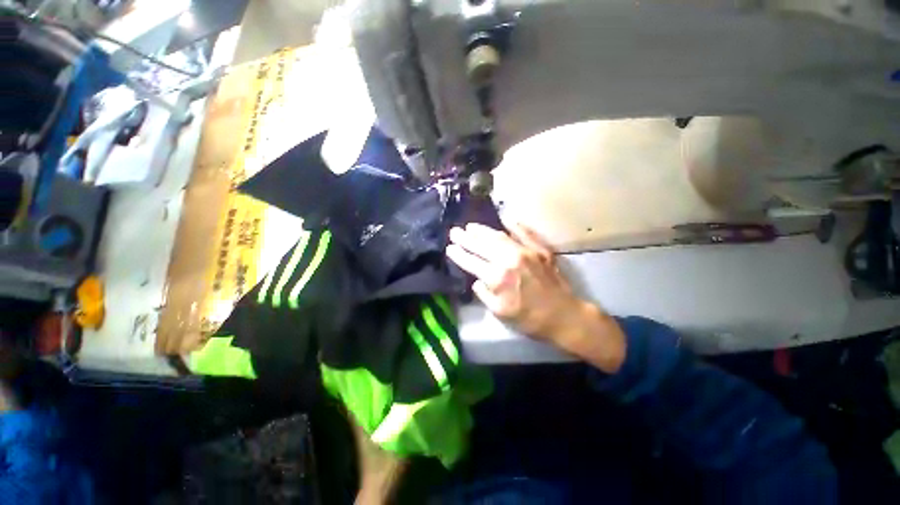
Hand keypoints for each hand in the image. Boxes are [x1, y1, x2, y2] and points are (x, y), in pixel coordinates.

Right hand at [446, 223, 625, 371]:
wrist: (564, 316)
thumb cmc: (529, 319)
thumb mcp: (500, 312)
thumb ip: (484, 294)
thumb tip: (477, 280)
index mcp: (498, 277)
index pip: (471, 262)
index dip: (459, 254)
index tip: (449, 248)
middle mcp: (509, 260)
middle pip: (482, 245)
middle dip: (466, 238)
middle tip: (454, 231)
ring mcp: (526, 252)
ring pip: (499, 236)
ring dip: (483, 230)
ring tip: (471, 226)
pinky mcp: (540, 250)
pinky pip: (525, 233)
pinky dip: (515, 225)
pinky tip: (506, 218)